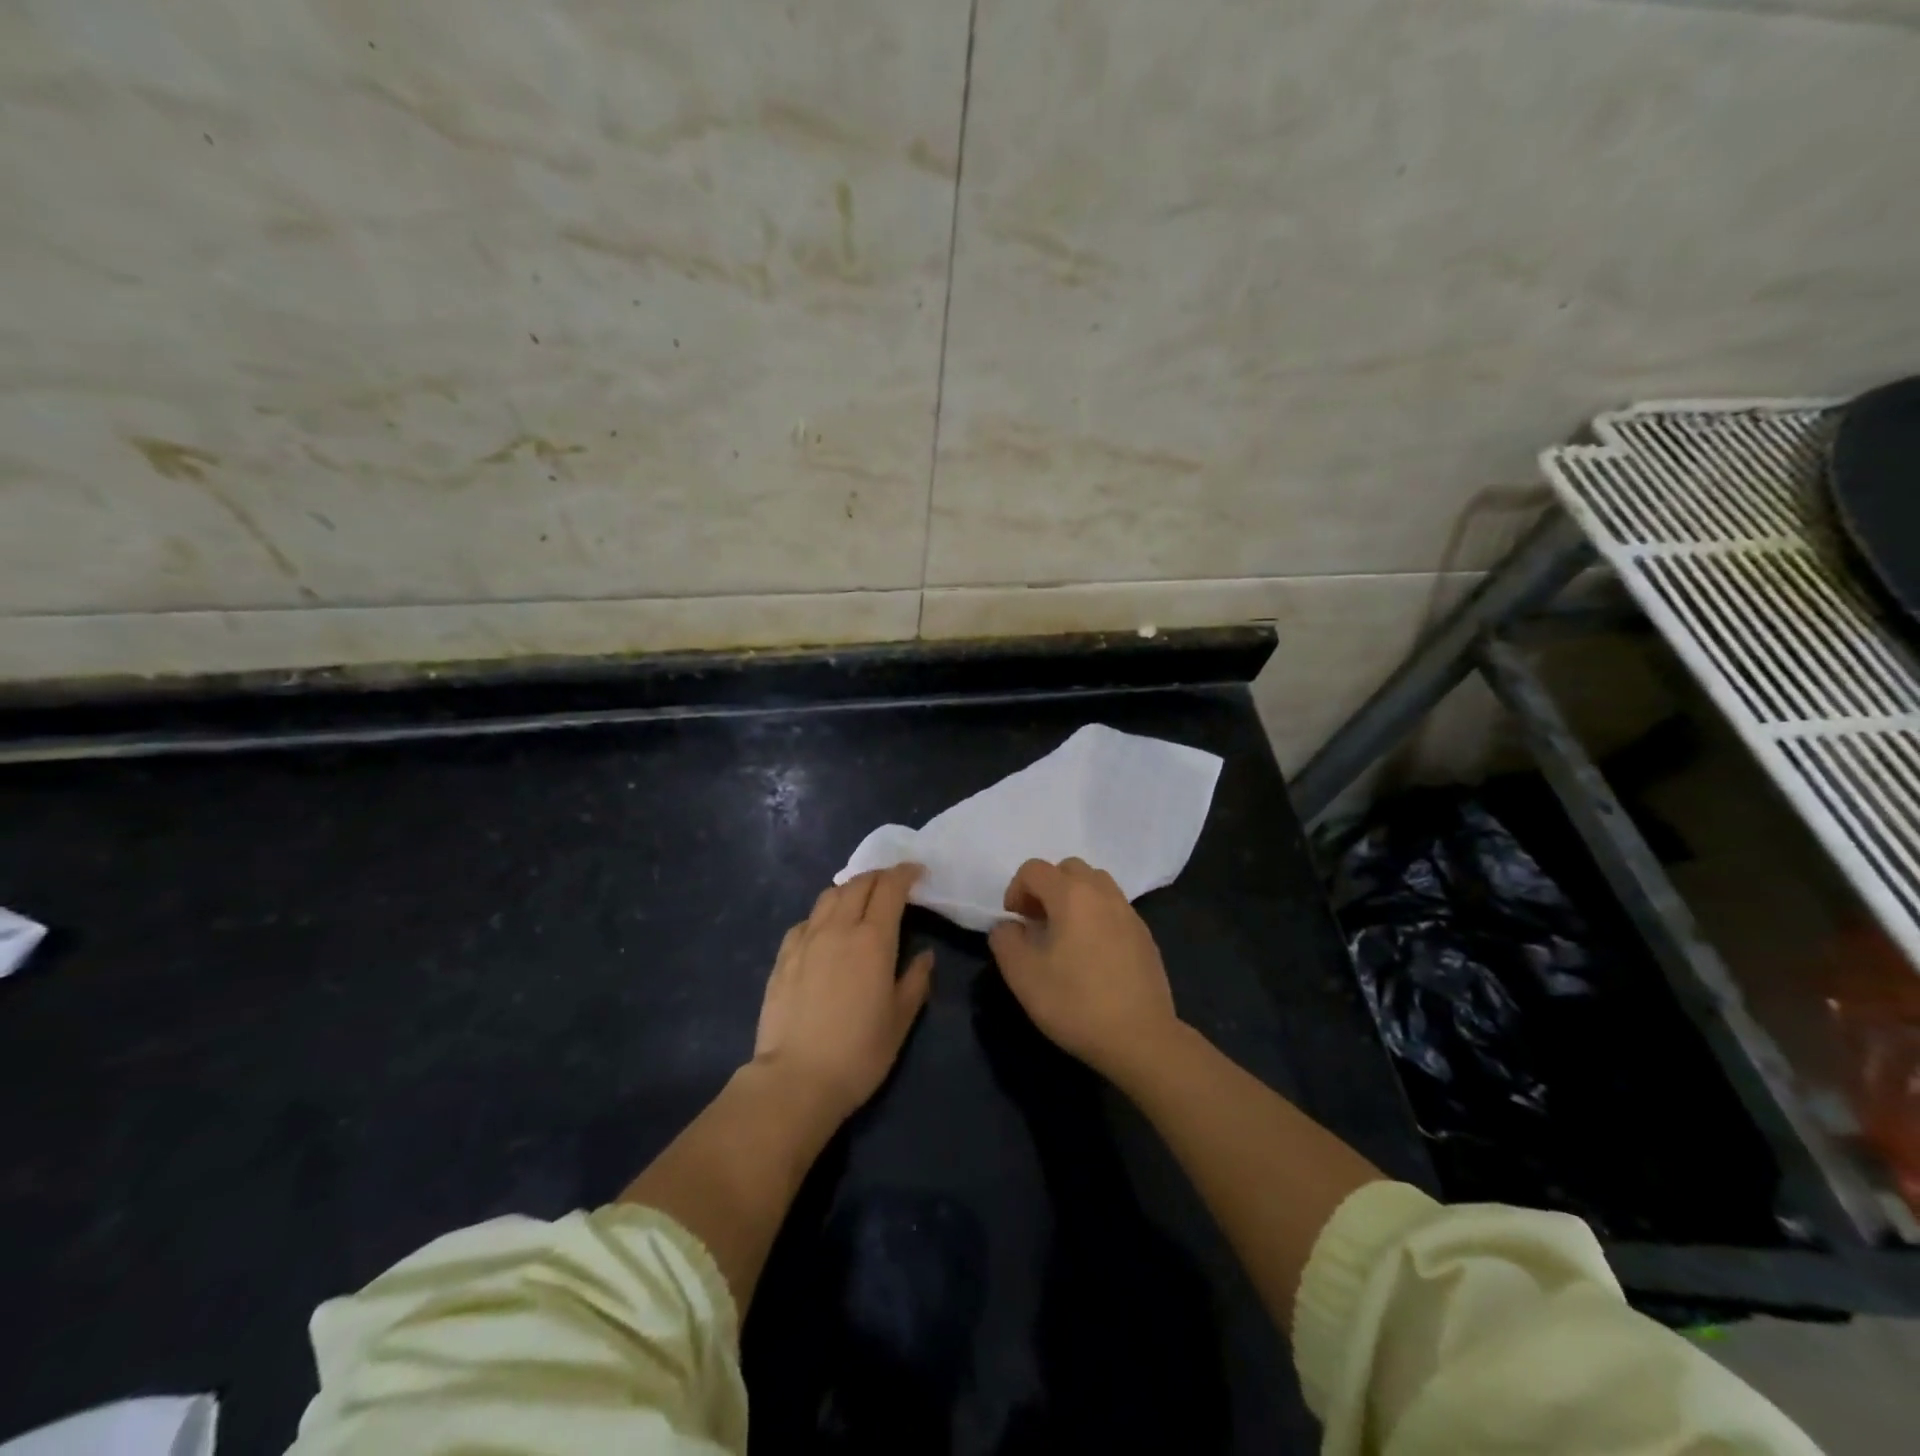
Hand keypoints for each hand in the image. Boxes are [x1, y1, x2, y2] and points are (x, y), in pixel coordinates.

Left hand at [752, 865, 933, 1119]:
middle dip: (880, 876)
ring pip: (829, 896)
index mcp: (873, 939)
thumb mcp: (900, 1020)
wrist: (796, 1079)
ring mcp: (806, 939)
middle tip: (893, 884)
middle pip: (859, 883)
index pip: (891, 888)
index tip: (918, 872)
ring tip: (860, 900)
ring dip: (850, 889)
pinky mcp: (783, 956)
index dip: (906, 873)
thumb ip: (916, 981)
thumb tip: (924, 955)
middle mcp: (838, 928)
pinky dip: (823, 914)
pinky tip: (826, 930)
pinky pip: (806, 920)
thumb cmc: (858, 1052)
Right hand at [987, 858, 1179, 1080]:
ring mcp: (1129, 913)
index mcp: (1071, 895)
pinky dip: (1096, 915)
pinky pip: (1114, 908)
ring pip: (1096, 884)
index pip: (1034, 869)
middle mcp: (1103, 893)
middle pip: (1069, 868)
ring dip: (1074, 897)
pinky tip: (1092, 954)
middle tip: (1038, 922)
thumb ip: (1005, 940)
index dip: (1016, 889)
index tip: (1015, 921)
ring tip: (1065, 934)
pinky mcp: (1145, 935)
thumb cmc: (1075, 1003)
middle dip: (1047, 887)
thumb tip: (1008, 926)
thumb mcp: (1022, 975)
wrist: (1140, 1038)